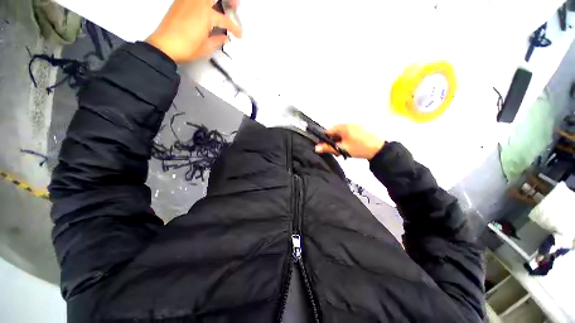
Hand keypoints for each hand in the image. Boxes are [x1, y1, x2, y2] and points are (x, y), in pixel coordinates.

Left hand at [146, 0, 242, 61]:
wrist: (164, 45)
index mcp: (206, 15)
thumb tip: (226, 38)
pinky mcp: (180, 0)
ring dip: (216, 0)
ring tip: (222, 5)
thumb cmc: (186, 48)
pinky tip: (208, 6)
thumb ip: (218, 40)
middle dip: (230, 0)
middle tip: (235, 6)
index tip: (239, 35)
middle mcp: (198, 2)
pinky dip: (204, 2)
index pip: (225, 20)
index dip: (235, 28)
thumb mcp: (206, 48)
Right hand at [315, 124, 384, 159]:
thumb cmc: (359, 148)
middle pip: (334, 133)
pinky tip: (348, 148)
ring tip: (342, 151)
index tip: (323, 148)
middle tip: (335, 151)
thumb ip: (328, 148)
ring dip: (339, 143)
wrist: (378, 149)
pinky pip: (346, 135)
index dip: (324, 140)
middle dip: (332, 142)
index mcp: (342, 127)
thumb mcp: (342, 149)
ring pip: (340, 135)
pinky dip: (344, 141)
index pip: (327, 131)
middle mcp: (347, 124)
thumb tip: (316, 148)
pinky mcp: (358, 130)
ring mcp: (353, 127)